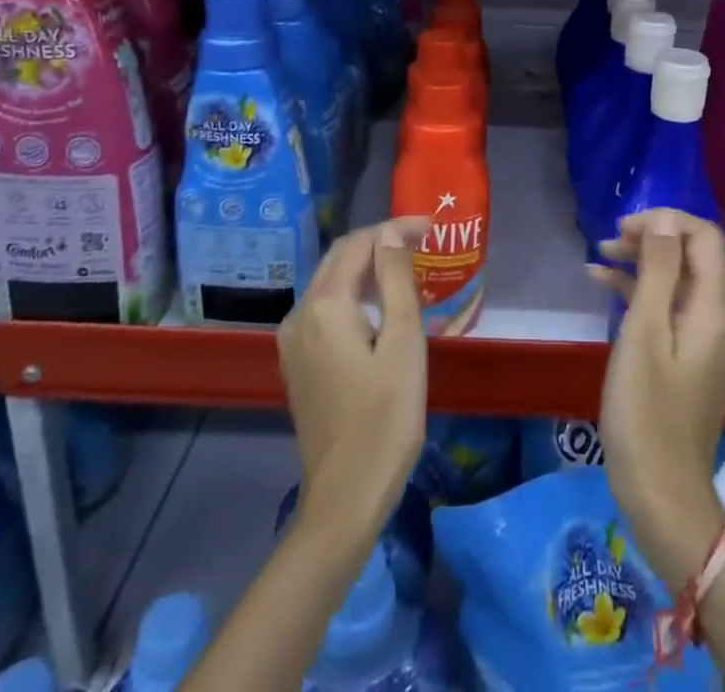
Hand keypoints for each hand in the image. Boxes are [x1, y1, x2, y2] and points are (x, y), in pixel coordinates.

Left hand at [279, 218, 429, 542]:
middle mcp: (300, 314)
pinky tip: (379, 303)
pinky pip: (325, 309)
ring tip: (405, 265)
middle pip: (339, 258)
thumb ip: (395, 280)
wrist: (346, 496)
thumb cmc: (385, 417)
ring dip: (366, 266)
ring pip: (330, 282)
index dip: (394, 229)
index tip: (431, 228)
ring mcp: (294, 341)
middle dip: (379, 241)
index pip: (359, 244)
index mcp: (325, 305)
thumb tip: (391, 235)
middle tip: (421, 240)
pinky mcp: (298, 363)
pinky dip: (353, 293)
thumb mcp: (403, 342)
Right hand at [589, 209, 724, 581]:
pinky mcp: (691, 360)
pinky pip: (671, 311)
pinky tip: (603, 285)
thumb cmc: (646, 411)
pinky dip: (641, 294)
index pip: (705, 238)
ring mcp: (707, 342)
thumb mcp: (645, 332)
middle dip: (653, 239)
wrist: (661, 495)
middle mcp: (720, 320)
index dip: (667, 221)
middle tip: (609, 240)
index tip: (626, 227)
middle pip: (694, 257)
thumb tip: (665, 219)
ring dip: (643, 263)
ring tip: (599, 256)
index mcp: (715, 310)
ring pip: (679, 282)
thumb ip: (658, 270)